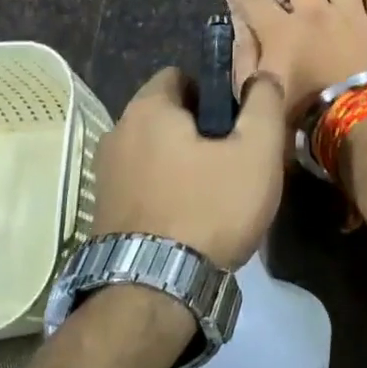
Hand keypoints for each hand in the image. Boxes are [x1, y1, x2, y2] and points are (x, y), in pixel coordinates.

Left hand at [92, 68, 287, 269]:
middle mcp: (117, 133)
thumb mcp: (257, 150)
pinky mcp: (102, 212)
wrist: (153, 291)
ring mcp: (104, 175)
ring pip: (154, 153)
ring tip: (214, 195)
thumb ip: (264, 102)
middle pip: (167, 116)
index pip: (181, 75)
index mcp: (148, 109)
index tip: (237, 123)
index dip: (214, 92)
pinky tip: (189, 221)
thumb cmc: (210, 207)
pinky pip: (142, 185)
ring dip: (181, 163)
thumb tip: (262, 76)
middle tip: (233, 160)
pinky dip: (164, 192)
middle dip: (199, 130)